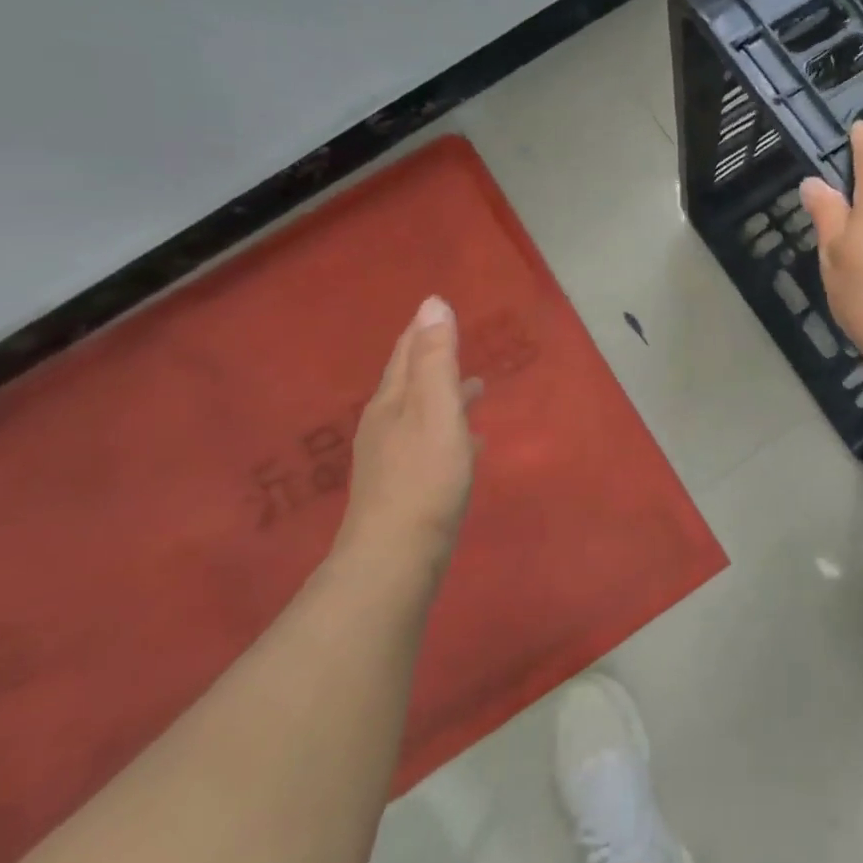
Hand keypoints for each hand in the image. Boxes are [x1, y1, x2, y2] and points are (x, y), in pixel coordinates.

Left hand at [336, 297, 477, 564]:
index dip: (422, 331)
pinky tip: (470, 444)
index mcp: (391, 403)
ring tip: (476, 389)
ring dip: (446, 396)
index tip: (438, 310)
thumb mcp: (436, 410)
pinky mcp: (405, 488)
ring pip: (423, 414)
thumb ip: (436, 360)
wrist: (395, 559)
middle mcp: (385, 426)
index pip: (406, 354)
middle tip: (460, 344)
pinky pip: (431, 443)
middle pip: (411, 383)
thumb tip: (432, 303)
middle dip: (435, 361)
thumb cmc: (424, 478)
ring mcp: (392, 459)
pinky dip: (451, 431)